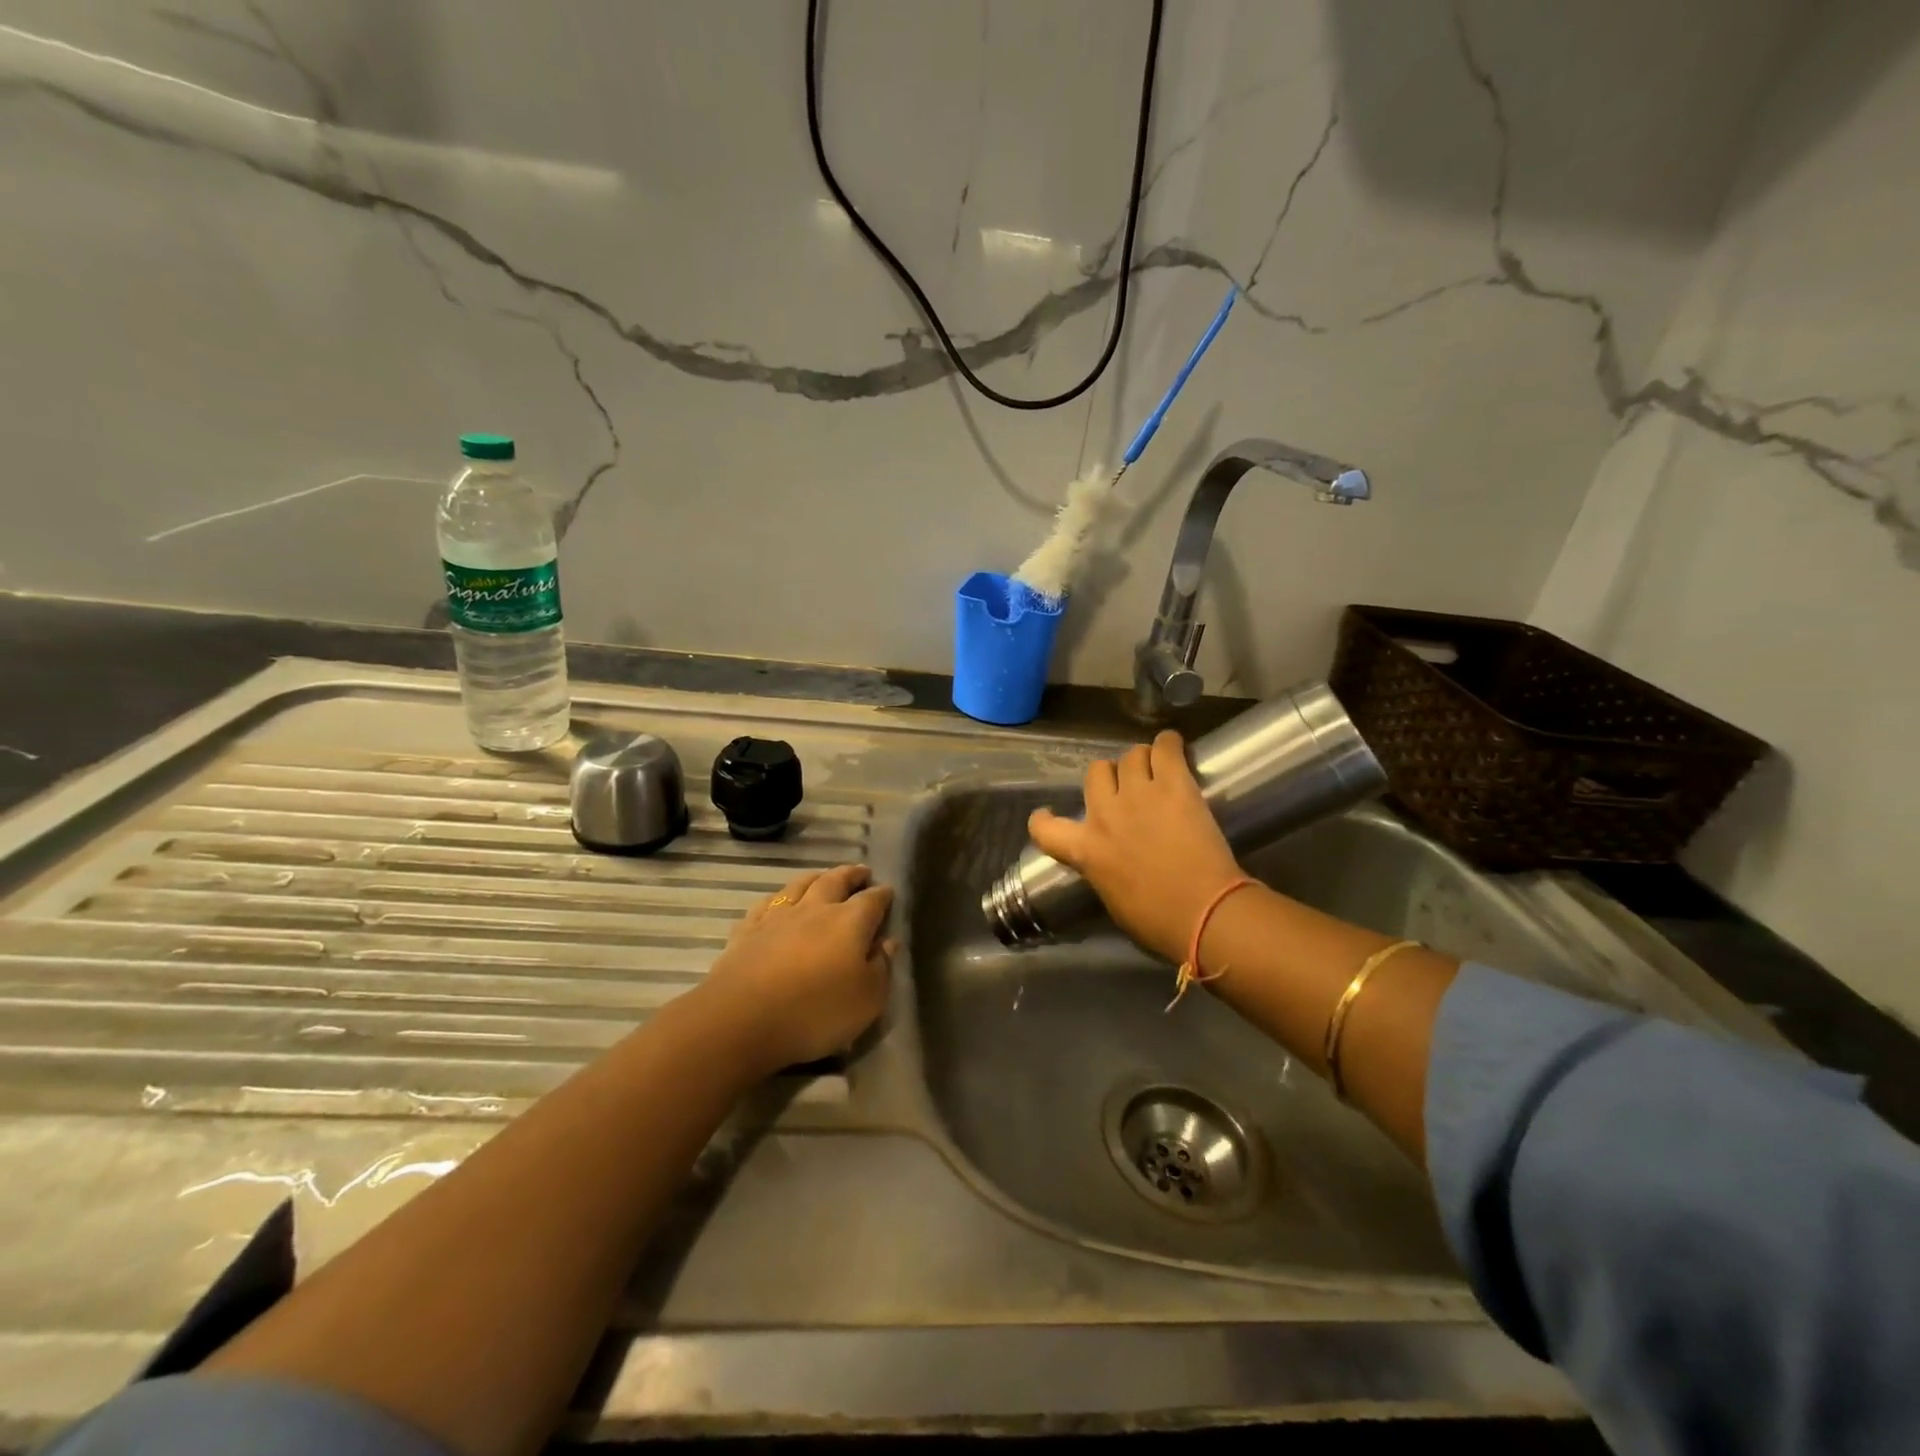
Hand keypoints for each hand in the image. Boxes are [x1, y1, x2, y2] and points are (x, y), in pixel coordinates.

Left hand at [699, 864, 893, 1073]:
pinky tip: (778, 902)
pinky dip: (778, 898)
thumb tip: (888, 942)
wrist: (741, 1020)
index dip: (883, 895)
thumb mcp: (867, 1000)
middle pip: (835, 881)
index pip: (872, 900)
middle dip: (851, 875)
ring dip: (816, 877)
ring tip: (824, 876)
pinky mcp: (747, 930)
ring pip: (800, 885)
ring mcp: (777, 917)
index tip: (889, 892)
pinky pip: (767, 904)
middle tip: (861, 872)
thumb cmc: (815, 1012)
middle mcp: (815, 909)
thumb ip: (881, 968)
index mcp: (849, 922)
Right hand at [1028, 731, 1243, 963]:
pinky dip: (1169, 744)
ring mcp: (1138, 794)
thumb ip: (1101, 870)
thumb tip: (1109, 862)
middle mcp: (1104, 814)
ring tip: (1155, 770)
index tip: (1048, 815)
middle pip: (1096, 772)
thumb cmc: (1159, 921)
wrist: (1205, 912)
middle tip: (1127, 790)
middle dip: (1109, 778)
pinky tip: (1173, 746)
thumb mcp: (1113, 900)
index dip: (1044, 819)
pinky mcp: (1174, 784)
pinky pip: (1166, 747)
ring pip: (1130, 755)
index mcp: (1085, 850)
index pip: (1044, 828)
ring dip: (1140, 761)